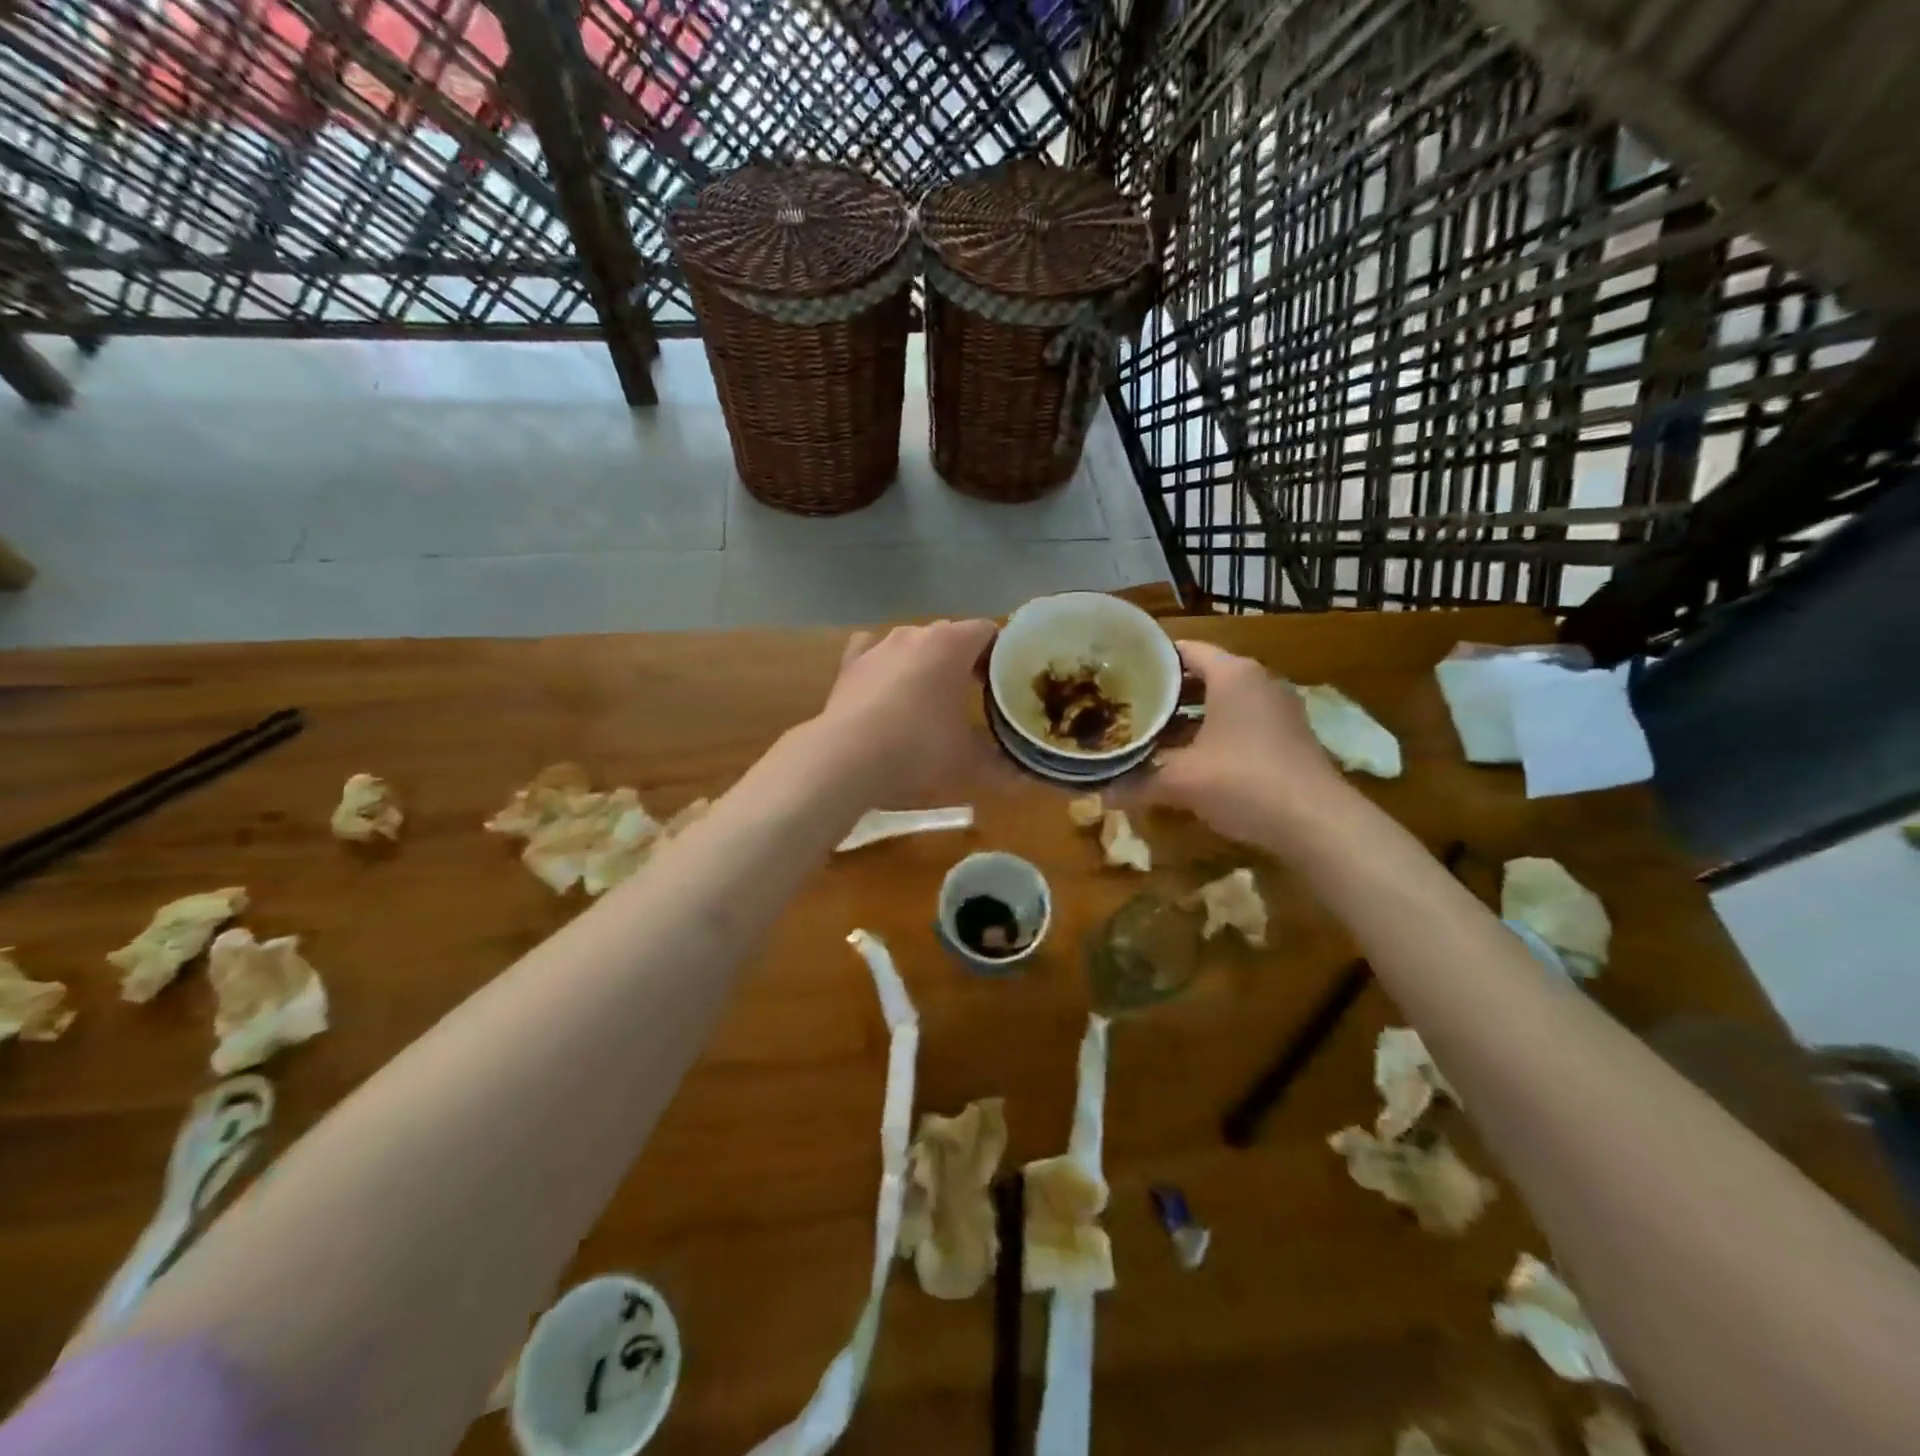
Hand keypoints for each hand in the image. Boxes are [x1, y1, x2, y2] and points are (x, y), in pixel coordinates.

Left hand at [813, 619, 999, 801]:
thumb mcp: (968, 762)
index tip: (1005, 681)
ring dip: (925, 662)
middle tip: (975, 693)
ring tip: (931, 695)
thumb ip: (1000, 766)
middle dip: (965, 660)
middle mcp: (916, 634)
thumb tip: (1023, 779)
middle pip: (951, 635)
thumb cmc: (919, 749)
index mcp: (952, 645)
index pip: (988, 632)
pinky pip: (873, 652)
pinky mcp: (850, 664)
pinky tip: (885, 684)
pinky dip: (884, 664)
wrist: (847, 758)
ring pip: (912, 643)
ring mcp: (879, 646)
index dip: (1000, 654)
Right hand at [1116, 640, 1349, 845]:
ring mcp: (1277, 710)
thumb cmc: (1244, 781)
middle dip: (1165, 693)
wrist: (1317, 823)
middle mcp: (1257, 682)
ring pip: (1220, 703)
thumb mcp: (1182, 781)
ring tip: (1149, 733)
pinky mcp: (1286, 738)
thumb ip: (1138, 782)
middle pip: (1201, 676)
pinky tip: (1186, 759)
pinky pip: (1238, 724)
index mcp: (1233, 675)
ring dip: (1187, 718)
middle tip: (1128, 706)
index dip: (1151, 660)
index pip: (1185, 650)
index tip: (1121, 673)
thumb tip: (1100, 794)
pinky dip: (1211, 734)